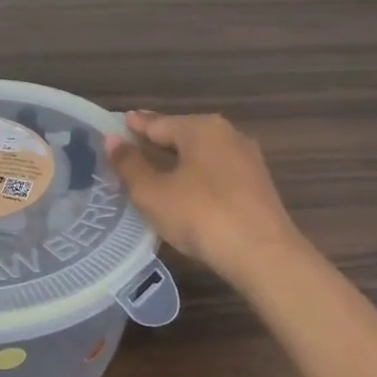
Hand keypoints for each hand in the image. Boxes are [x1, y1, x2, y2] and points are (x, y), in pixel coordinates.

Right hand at [107, 111, 303, 292]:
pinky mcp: (256, 186)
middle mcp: (228, 135)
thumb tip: (112, 139)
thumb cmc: (200, 215)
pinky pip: (216, 173)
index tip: (117, 123)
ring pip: (201, 155)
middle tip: (130, 146)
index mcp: (201, 128)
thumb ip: (130, 164)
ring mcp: (247, 160)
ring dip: (177, 161)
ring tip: (153, 169)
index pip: (158, 123)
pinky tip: (185, 190)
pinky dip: (195, 177)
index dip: (134, 126)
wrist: (263, 254)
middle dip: (157, 141)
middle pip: (182, 135)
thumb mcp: (153, 192)